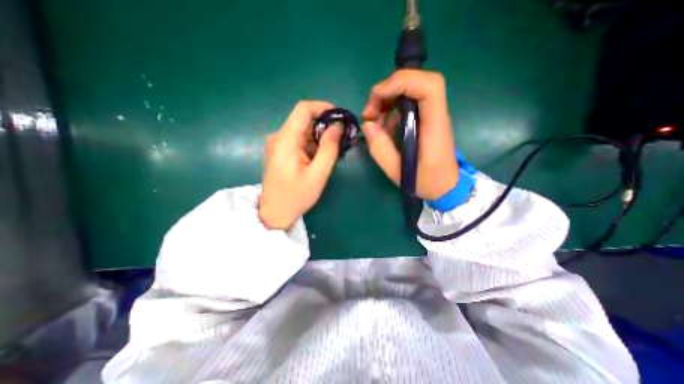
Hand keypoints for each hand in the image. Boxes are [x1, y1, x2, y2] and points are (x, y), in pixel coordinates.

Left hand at [260, 100, 341, 229]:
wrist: (274, 213)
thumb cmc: (297, 196)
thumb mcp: (318, 173)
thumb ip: (329, 147)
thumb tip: (338, 126)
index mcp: (285, 139)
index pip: (303, 109)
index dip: (323, 107)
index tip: (340, 116)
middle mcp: (278, 137)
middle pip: (303, 120)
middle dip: (325, 125)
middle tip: (342, 138)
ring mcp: (277, 144)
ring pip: (302, 131)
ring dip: (319, 137)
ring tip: (333, 150)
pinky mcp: (279, 151)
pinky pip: (298, 140)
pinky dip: (311, 144)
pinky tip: (320, 157)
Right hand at [361, 69, 455, 200]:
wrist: (445, 187)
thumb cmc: (426, 181)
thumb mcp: (398, 171)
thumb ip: (381, 149)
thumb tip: (367, 125)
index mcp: (434, 126)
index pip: (429, 86)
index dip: (402, 82)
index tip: (377, 96)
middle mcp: (435, 115)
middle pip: (416, 83)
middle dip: (387, 92)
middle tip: (369, 113)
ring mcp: (429, 117)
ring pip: (408, 92)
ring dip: (385, 102)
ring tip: (372, 123)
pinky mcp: (423, 121)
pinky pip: (405, 107)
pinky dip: (389, 113)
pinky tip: (382, 130)